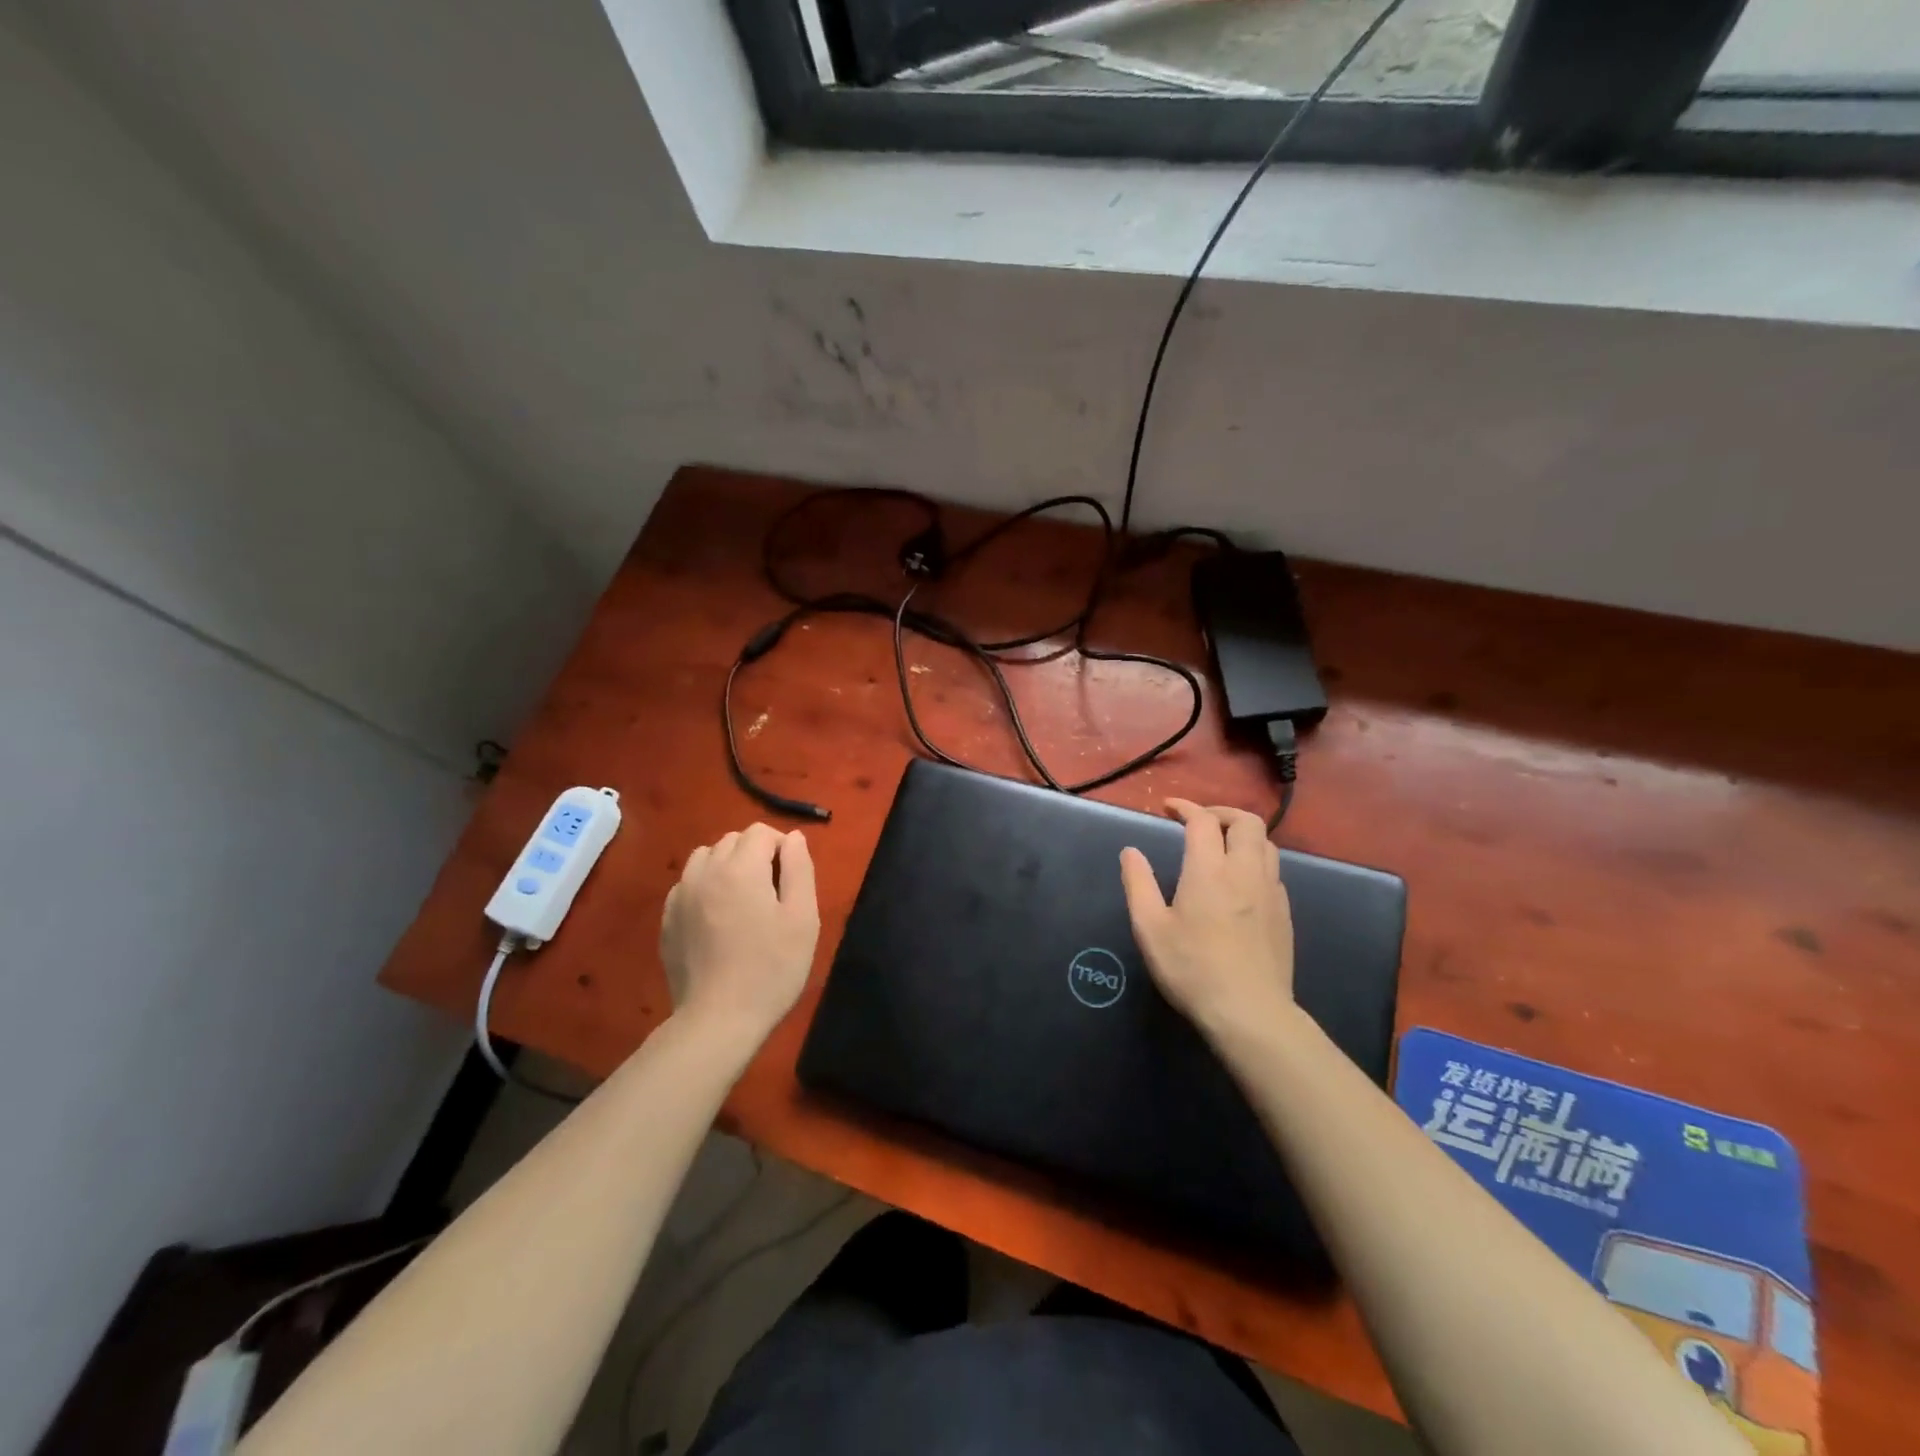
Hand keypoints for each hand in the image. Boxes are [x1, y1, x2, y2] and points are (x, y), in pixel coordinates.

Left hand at [661, 823, 819, 1042]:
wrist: (718, 1019)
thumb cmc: (771, 968)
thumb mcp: (803, 917)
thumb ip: (799, 868)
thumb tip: (793, 837)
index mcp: (740, 868)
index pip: (761, 832)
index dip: (782, 847)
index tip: (791, 878)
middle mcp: (705, 871)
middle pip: (732, 840)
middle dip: (755, 854)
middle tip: (772, 892)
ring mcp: (680, 895)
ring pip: (705, 858)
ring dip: (727, 866)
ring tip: (742, 900)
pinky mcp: (667, 919)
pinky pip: (687, 884)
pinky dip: (705, 887)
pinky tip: (718, 919)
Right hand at [1119, 799, 1295, 1035]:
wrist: (1249, 1012)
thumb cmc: (1192, 968)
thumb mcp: (1150, 928)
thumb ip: (1138, 884)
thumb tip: (1130, 851)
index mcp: (1209, 871)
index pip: (1203, 820)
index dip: (1185, 807)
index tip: (1168, 808)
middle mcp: (1244, 871)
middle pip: (1246, 821)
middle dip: (1221, 812)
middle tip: (1198, 822)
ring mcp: (1271, 891)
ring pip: (1266, 843)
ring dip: (1242, 833)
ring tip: (1221, 846)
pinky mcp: (1284, 913)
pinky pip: (1273, 870)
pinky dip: (1255, 860)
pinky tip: (1240, 881)